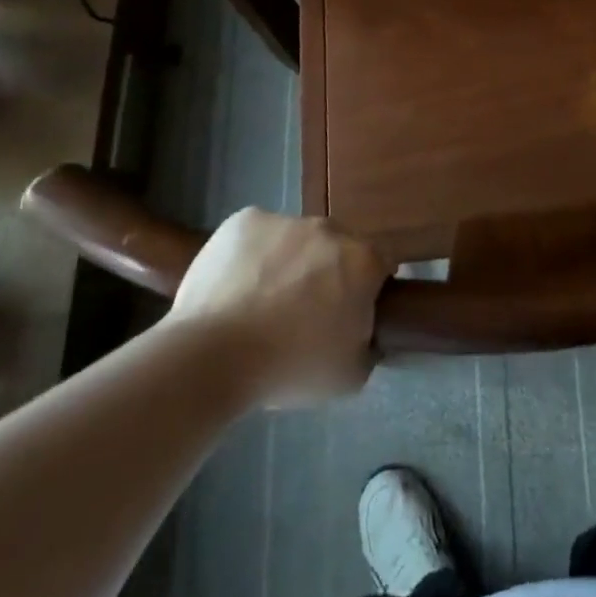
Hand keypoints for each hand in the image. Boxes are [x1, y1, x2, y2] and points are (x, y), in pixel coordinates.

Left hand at [169, 209, 391, 405]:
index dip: (369, 287)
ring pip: (296, 239)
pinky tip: (237, 286)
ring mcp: (285, 220)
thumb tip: (362, 333)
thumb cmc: (290, 367)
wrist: (214, 356)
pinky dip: (253, 254)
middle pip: (338, 246)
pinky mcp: (244, 220)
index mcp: (362, 261)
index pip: (381, 263)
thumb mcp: (350, 376)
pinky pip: (258, 234)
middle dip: (328, 271)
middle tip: (306, 309)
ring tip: (262, 301)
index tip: (351, 311)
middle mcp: (330, 229)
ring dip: (290, 261)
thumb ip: (367, 344)